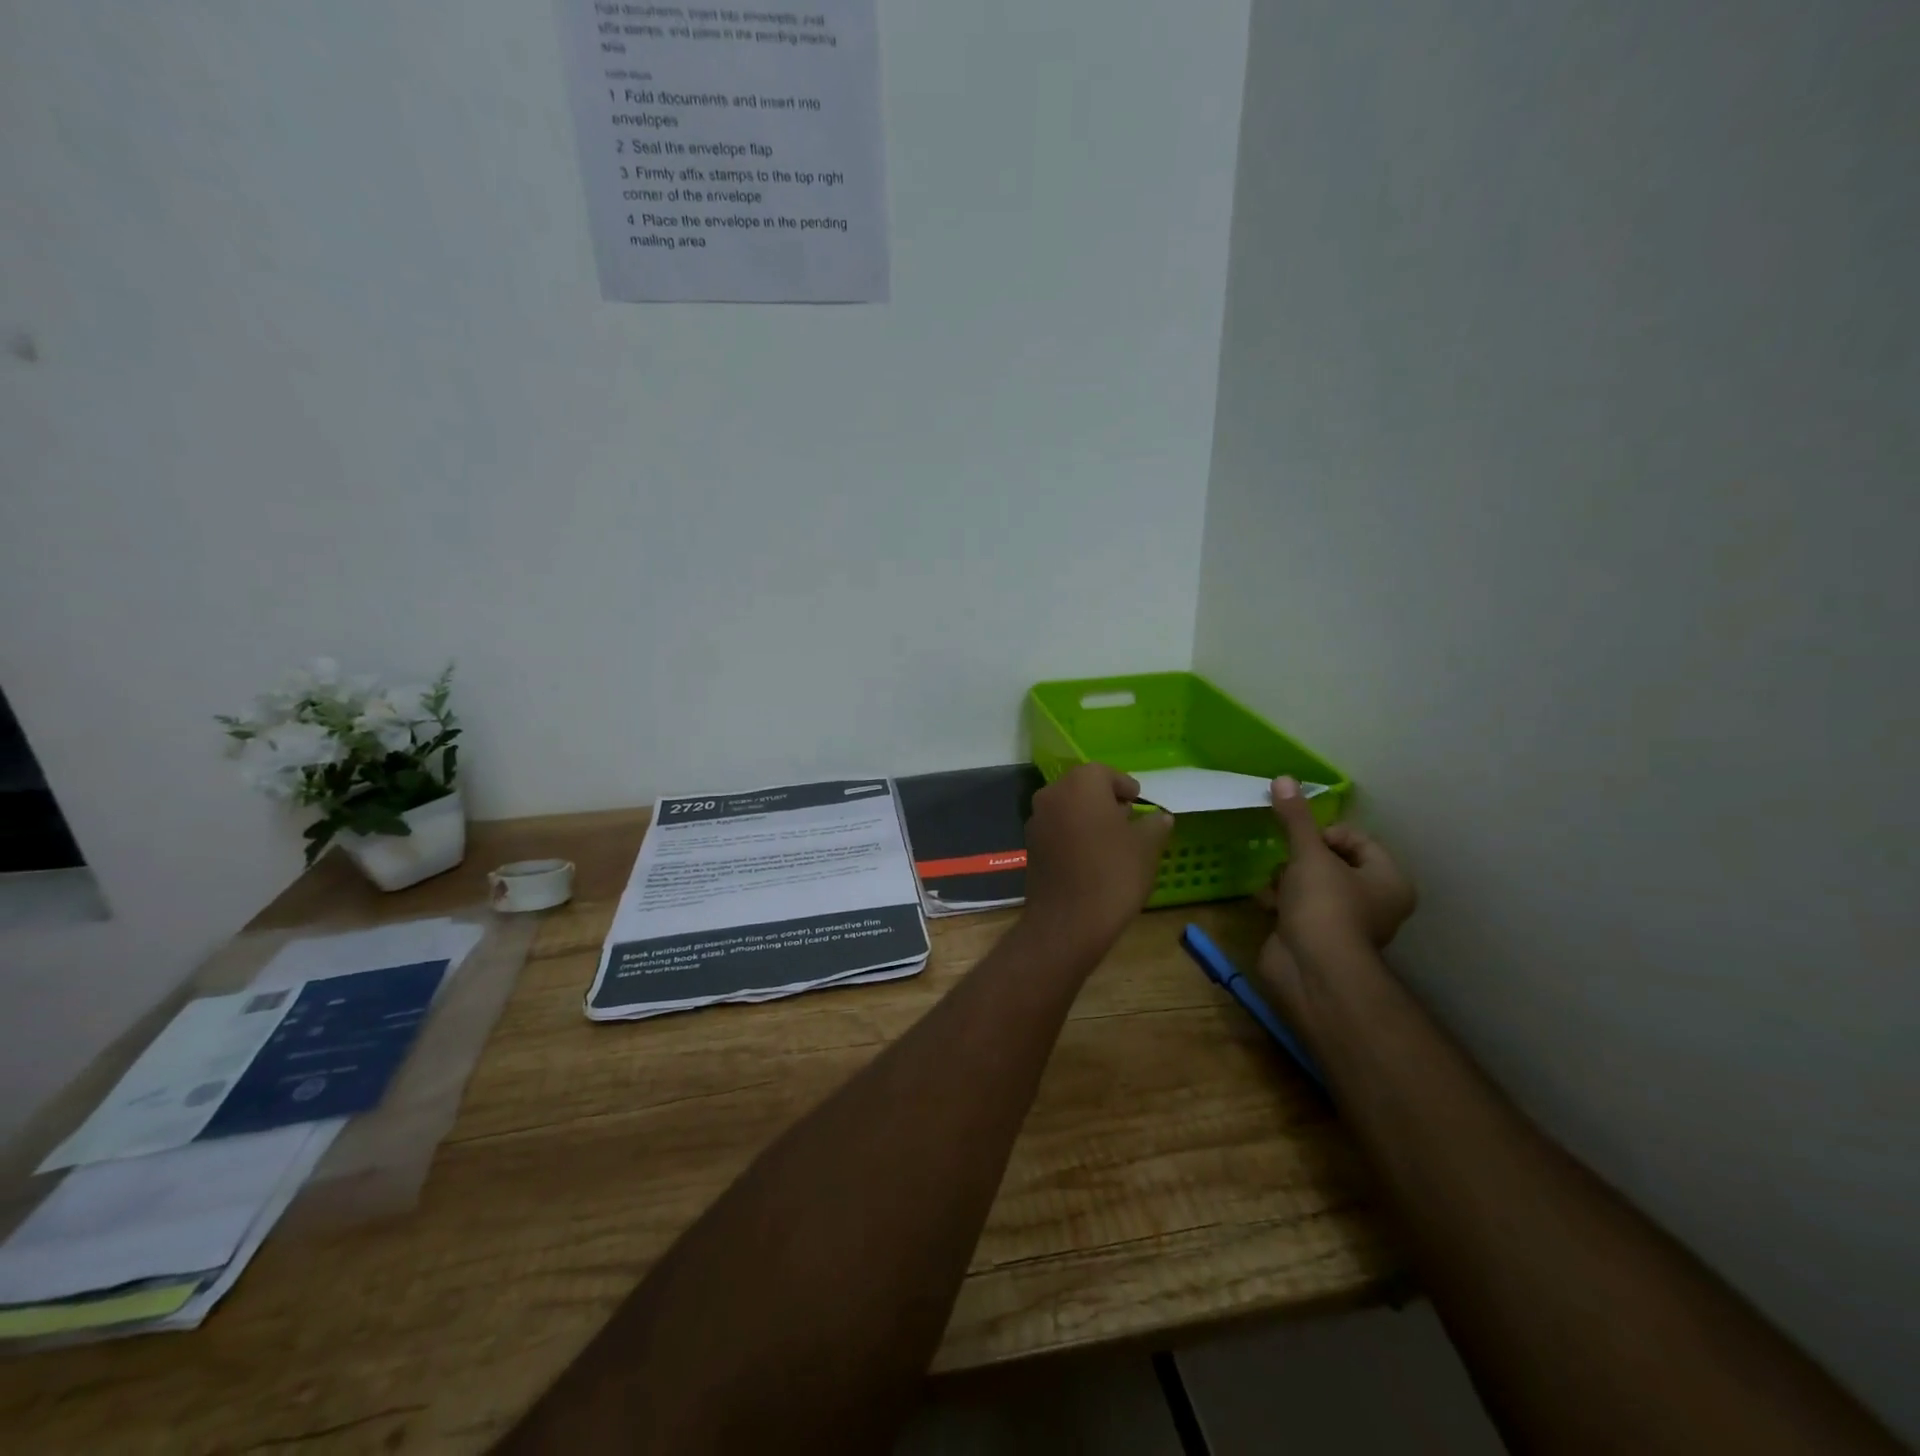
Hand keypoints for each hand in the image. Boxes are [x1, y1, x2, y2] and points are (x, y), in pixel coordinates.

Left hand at [1019, 764, 1173, 960]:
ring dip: (1088, 817)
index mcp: (1081, 783)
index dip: (1125, 786)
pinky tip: (1091, 856)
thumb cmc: (1113, 874)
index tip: (1139, 801)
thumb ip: (1155, 825)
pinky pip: (1057, 829)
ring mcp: (1036, 819)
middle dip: (1105, 800)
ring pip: (1068, 808)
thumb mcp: (1146, 847)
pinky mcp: (1030, 845)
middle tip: (1128, 819)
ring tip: (1112, 840)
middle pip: (1083, 788)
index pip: (1106, 773)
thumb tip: (1160, 817)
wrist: (1068, 921)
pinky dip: (1073, 834)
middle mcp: (1053, 793)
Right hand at [1257, 776, 1415, 1001]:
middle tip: (1286, 859)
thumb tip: (1283, 778)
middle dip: (1301, 857)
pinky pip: (1296, 908)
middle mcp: (1373, 901)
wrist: (1312, 969)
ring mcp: (1343, 922)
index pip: (1357, 839)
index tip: (1303, 839)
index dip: (1326, 833)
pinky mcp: (1315, 938)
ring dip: (1286, 879)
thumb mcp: (1309, 853)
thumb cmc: (1325, 906)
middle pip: (1331, 861)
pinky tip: (1266, 903)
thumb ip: (1296, 818)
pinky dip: (1280, 902)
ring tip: (1274, 883)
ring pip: (1310, 884)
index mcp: (1388, 879)